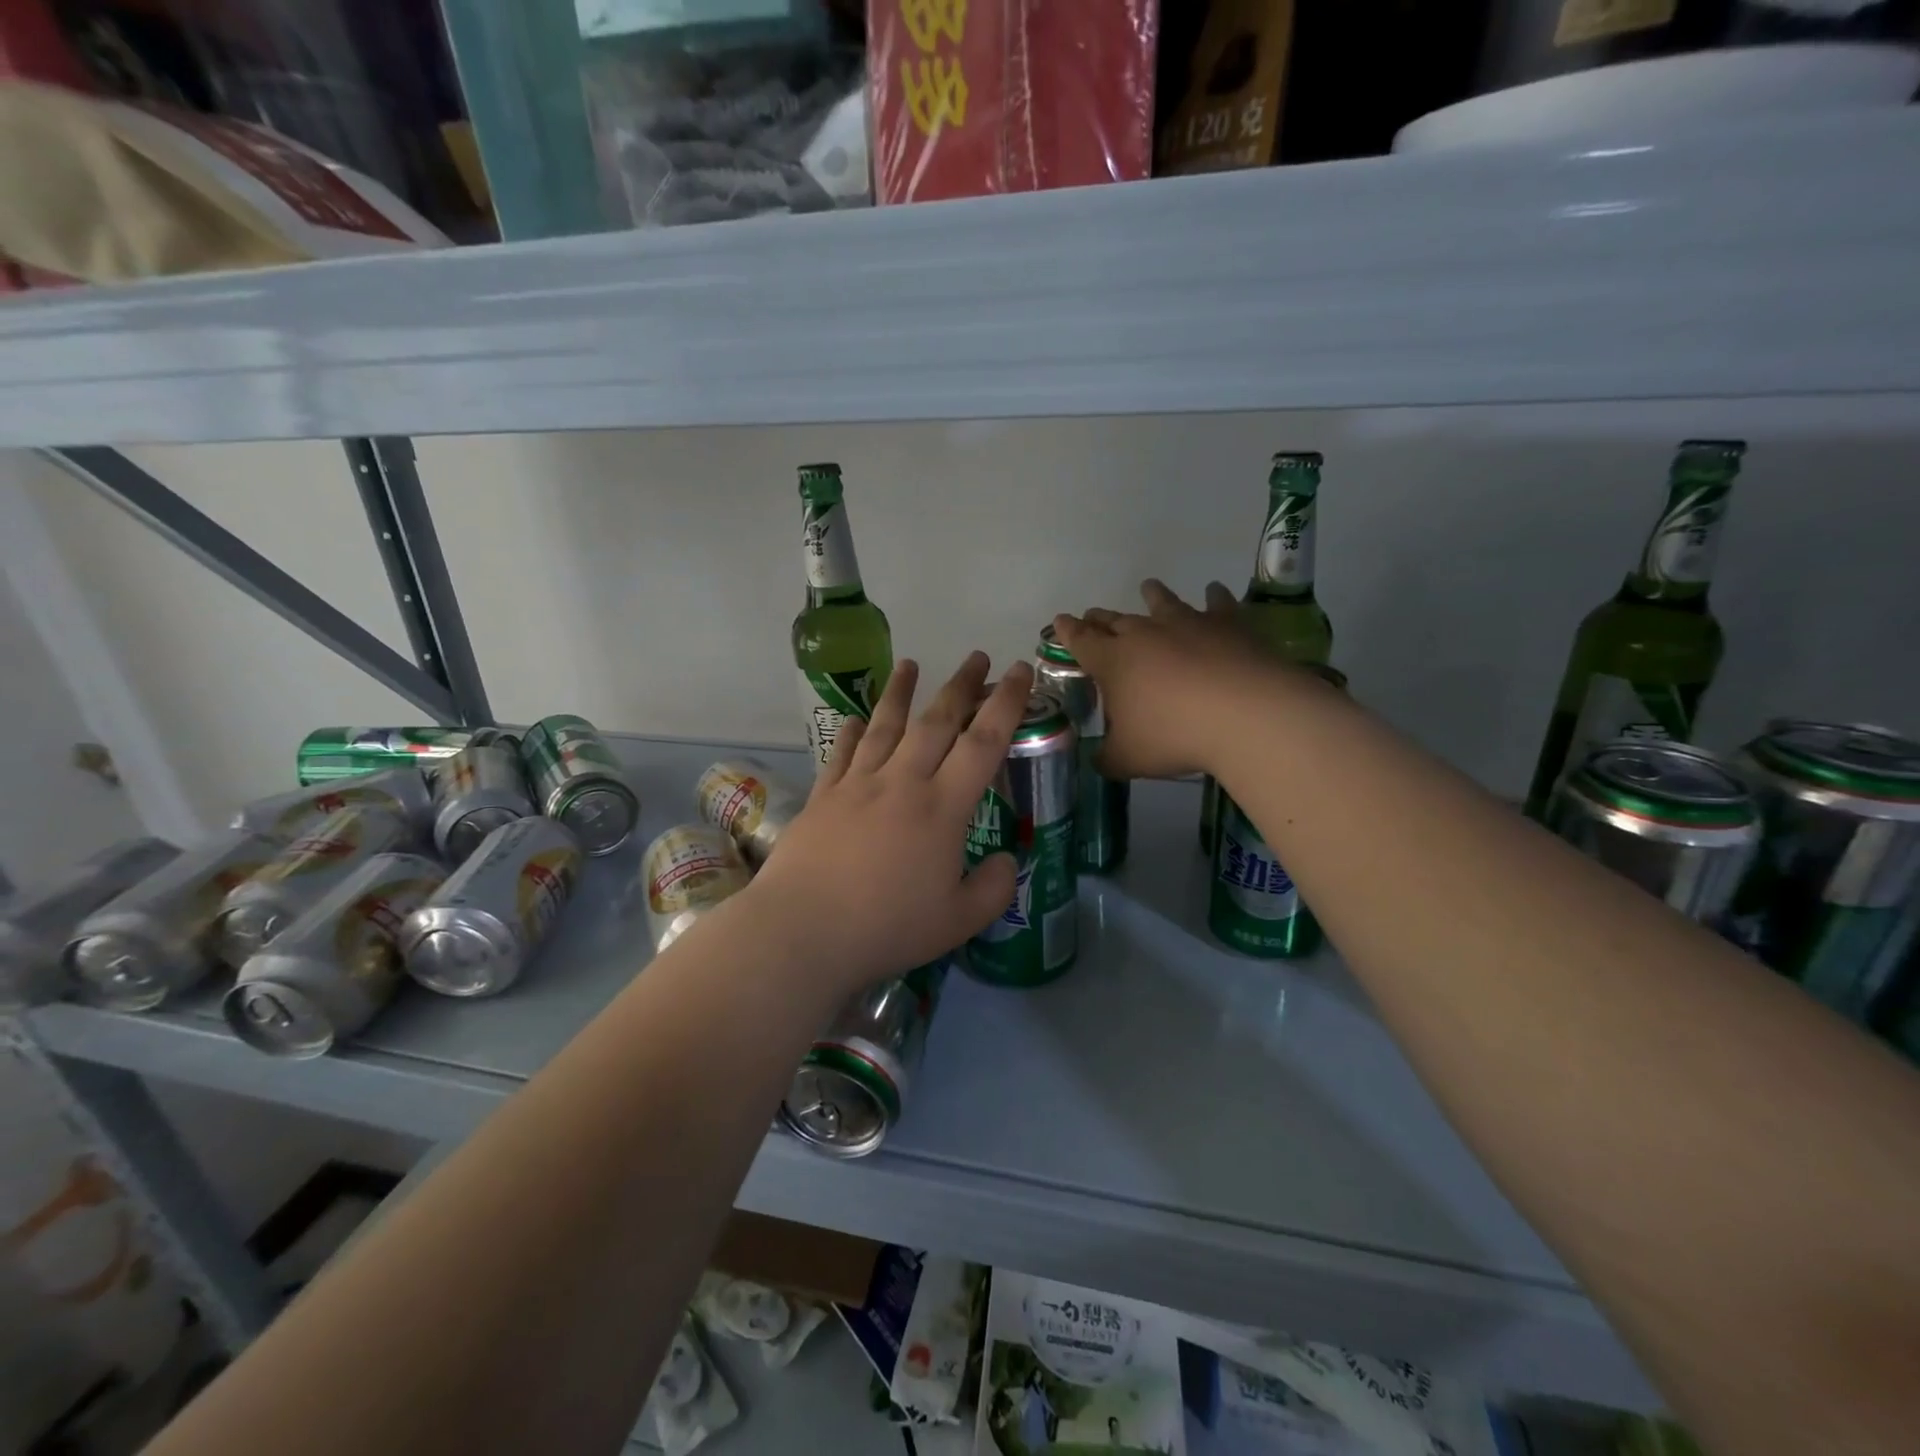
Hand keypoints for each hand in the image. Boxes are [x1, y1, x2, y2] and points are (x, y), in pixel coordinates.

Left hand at [745, 653, 1030, 996]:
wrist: (802, 930)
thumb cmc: (886, 927)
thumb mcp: (959, 921)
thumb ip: (993, 888)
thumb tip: (1005, 861)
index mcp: (942, 807)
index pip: (983, 742)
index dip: (1006, 703)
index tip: (1020, 671)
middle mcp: (902, 782)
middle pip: (936, 721)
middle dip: (961, 685)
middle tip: (977, 657)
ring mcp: (858, 785)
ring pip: (885, 726)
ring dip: (901, 691)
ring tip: (910, 663)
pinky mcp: (823, 797)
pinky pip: (841, 753)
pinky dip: (851, 732)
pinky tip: (854, 719)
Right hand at [1054, 579, 1285, 779]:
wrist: (1245, 715)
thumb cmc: (1174, 736)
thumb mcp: (1128, 759)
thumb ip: (1107, 758)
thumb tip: (1098, 759)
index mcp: (1112, 661)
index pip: (1080, 640)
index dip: (1067, 631)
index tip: (1059, 621)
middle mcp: (1144, 634)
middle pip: (1115, 620)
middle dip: (1100, 618)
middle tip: (1093, 615)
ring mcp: (1187, 623)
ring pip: (1162, 602)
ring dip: (1152, 595)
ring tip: (1148, 587)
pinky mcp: (1227, 624)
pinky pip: (1217, 604)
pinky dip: (1213, 596)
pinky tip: (1214, 590)